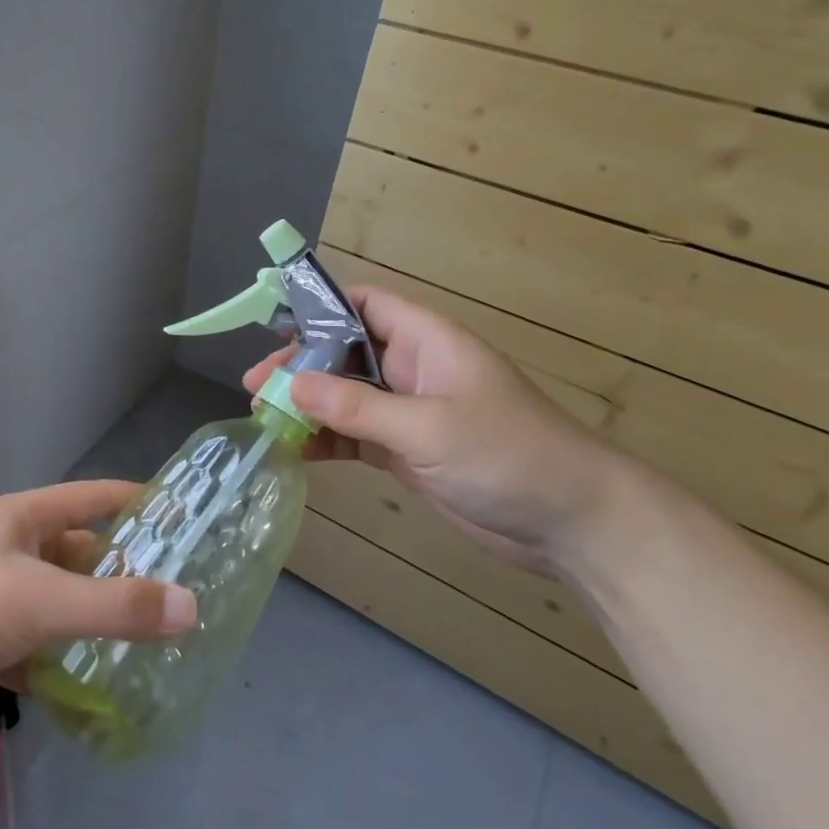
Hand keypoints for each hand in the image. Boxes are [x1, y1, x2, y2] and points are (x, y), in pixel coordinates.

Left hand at [0, 481, 196, 715]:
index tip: (191, 520)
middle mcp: (17, 549)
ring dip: (97, 625)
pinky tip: (94, 690)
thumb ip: (115, 606)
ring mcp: (0, 594)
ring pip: (64, 604)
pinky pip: (38, 645)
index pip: (99, 497)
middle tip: (183, 601)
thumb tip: (192, 608)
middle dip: (128, 576)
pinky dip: (62, 663)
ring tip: (152, 649)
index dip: (143, 503)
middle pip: (86, 555)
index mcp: (29, 518)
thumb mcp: (41, 600)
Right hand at [242, 286, 625, 571]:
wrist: (572, 523)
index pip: (366, 305)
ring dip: (307, 407)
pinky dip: (326, 440)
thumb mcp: (427, 428)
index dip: (321, 309)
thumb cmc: (507, 455)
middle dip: (300, 366)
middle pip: (345, 353)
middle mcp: (413, 369)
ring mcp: (409, 412)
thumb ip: (356, 408)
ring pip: (345, 397)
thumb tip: (290, 385)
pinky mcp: (407, 451)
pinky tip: (295, 452)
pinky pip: (355, 435)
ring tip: (263, 420)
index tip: (275, 327)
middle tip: (256, 387)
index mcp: (426, 342)